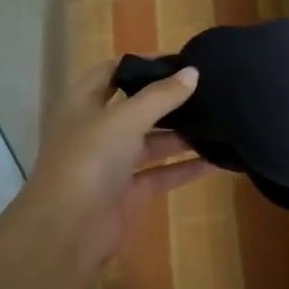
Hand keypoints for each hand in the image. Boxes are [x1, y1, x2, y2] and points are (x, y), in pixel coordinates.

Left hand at [17, 60, 214, 273]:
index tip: (180, 60)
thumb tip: (192, 72)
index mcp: (83, 104)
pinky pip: (161, 174)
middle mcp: (96, 131)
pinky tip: (217, 161)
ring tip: (220, 122)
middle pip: (136, 108)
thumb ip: (161, 96)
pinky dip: (185, 168)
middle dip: (168, 100)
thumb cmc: (90, 159)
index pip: (112, 72)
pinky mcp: (128, 193)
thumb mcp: (125, 119)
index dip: (142, 64)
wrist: (68, 228)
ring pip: (151, 143)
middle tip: (209, 90)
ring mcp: (112, 164)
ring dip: (182, 135)